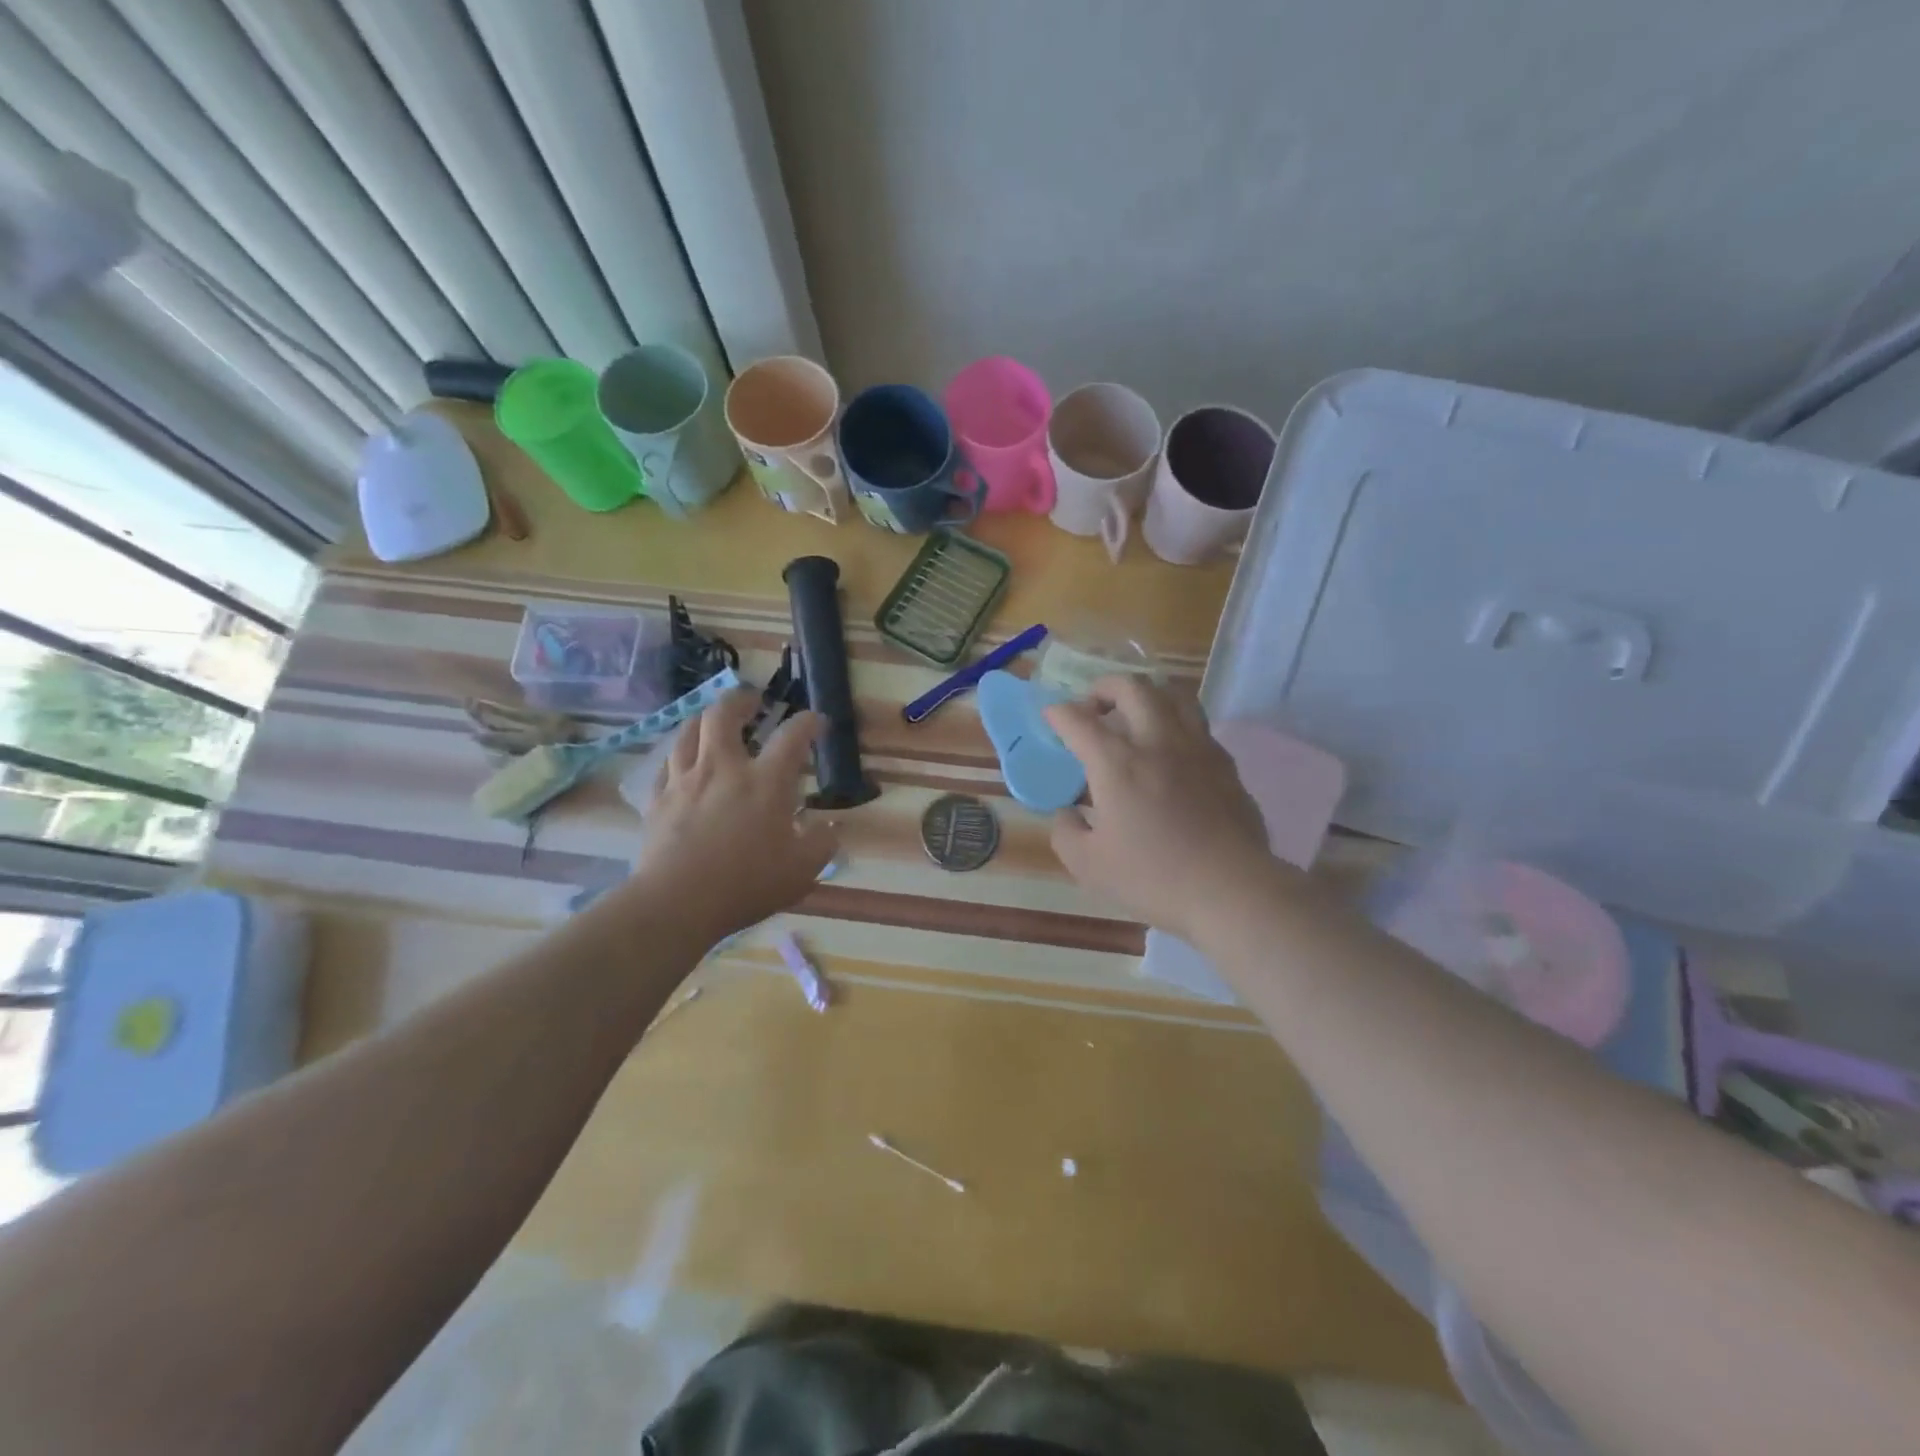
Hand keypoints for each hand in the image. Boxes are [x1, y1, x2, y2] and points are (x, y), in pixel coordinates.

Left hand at [629, 690, 838, 941]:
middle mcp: (723, 769)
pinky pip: (666, 765)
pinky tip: (683, 762)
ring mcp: (685, 781)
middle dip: (741, 700)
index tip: (818, 722)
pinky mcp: (658, 800)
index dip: (809, 722)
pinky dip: (679, 755)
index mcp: (765, 782)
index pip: (792, 736)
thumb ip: (821, 843)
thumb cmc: (747, 885)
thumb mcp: (802, 870)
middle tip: (753, 700)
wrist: (677, 903)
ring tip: (714, 721)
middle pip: (724, 714)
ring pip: (688, 731)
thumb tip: (828, 826)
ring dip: (705, 719)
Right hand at [1045, 676, 1273, 941]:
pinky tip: (1171, 749)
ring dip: (1147, 694)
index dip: (1059, 713)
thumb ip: (1066, 832)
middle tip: (1093, 704)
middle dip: (1104, 686)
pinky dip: (1176, 723)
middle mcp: (1157, 742)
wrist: (1231, 889)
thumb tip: (1068, 812)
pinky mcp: (1225, 764)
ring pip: (1173, 695)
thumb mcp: (1089, 866)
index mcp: (1117, 763)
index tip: (1052, 715)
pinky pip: (1198, 725)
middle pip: (1131, 688)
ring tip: (1135, 712)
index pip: (1080, 721)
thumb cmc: (1154, 877)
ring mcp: (1197, 748)